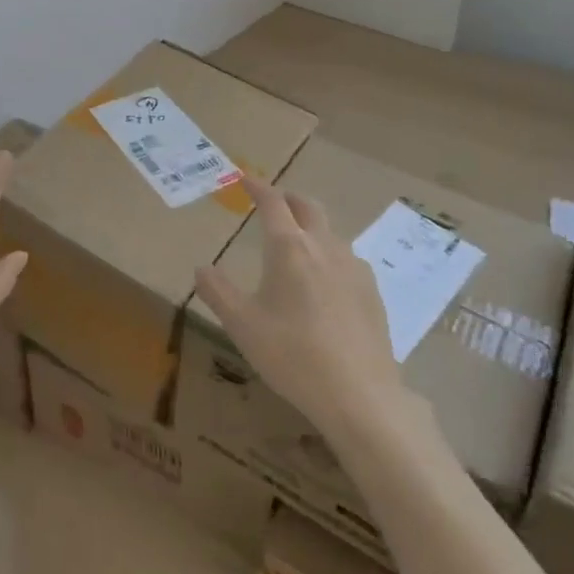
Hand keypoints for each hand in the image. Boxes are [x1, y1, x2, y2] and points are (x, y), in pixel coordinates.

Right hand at [194, 172, 406, 439]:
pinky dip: (329, 255)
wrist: (359, 395)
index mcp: (289, 248)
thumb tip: (201, 268)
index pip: (272, 203)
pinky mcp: (372, 292)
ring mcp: (353, 268)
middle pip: (308, 207)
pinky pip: (346, 259)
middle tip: (274, 202)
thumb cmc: (292, 355)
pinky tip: (325, 282)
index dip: (258, 187)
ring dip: (311, 227)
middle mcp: (324, 247)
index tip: (246, 178)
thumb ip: (218, 292)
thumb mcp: (242, 326)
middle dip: (289, 198)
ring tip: (298, 243)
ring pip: (330, 233)